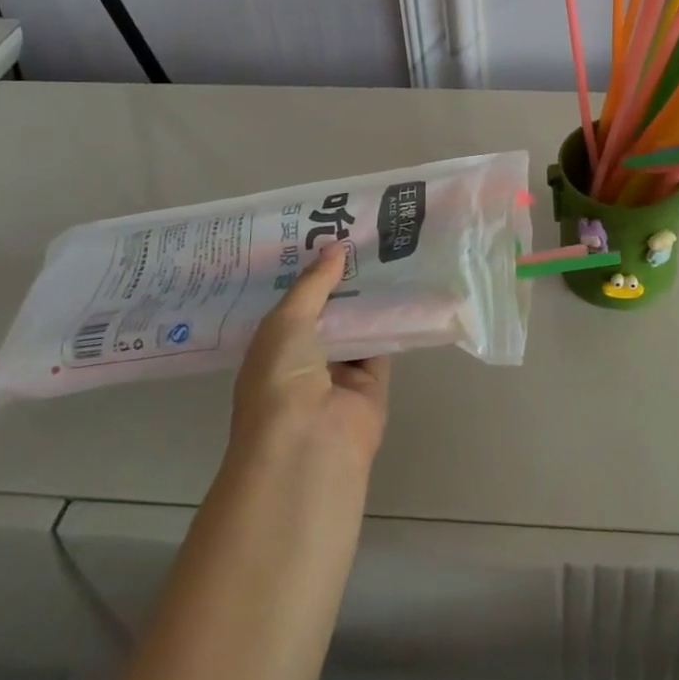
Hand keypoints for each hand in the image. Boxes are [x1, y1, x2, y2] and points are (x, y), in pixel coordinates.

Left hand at [230, 244, 389, 473]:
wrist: (308, 445)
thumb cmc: (280, 380)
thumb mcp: (286, 322)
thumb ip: (313, 284)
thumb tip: (336, 246)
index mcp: (273, 348)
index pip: (292, 304)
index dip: (308, 272)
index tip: (326, 234)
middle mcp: (304, 360)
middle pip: (328, 312)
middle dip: (342, 280)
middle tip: (363, 235)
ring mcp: (339, 374)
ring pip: (358, 326)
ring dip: (369, 297)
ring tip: (387, 250)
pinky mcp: (372, 384)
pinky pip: (383, 344)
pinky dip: (392, 321)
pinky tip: (405, 285)